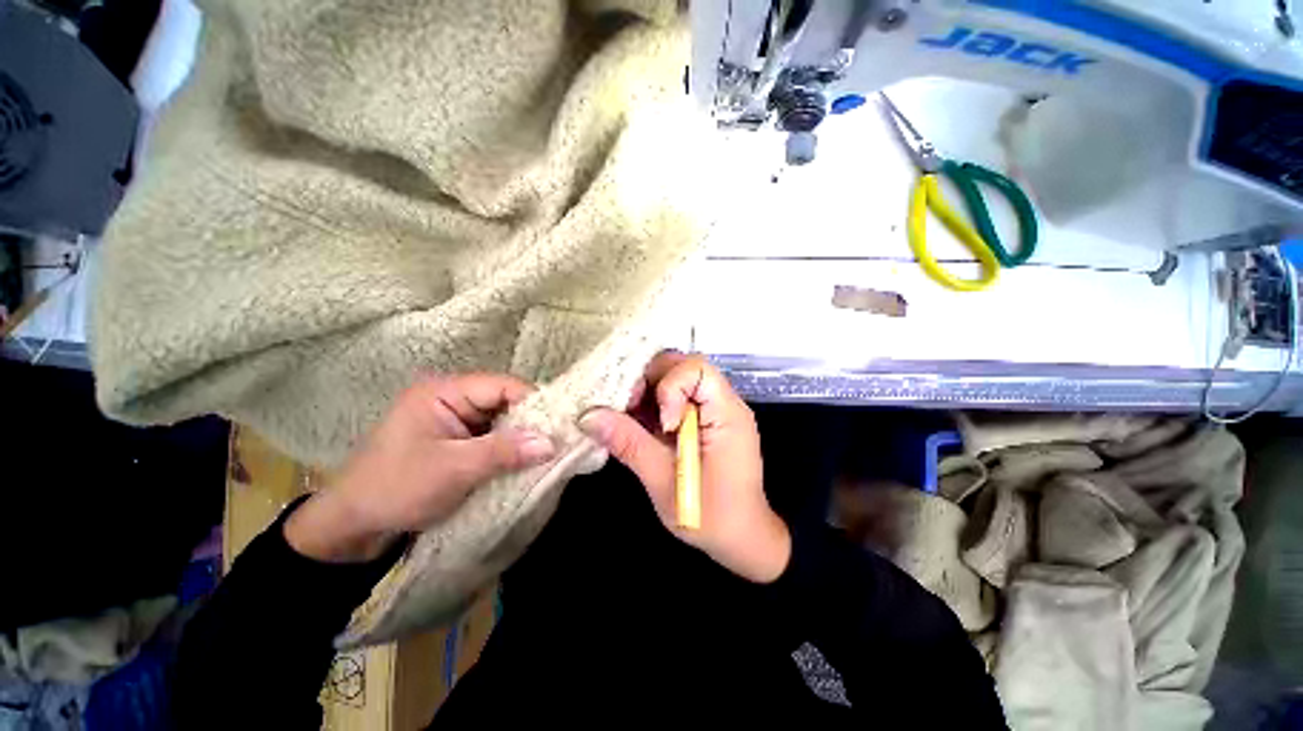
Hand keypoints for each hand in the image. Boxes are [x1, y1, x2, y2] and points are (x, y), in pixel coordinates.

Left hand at [286, 374, 555, 562]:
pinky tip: (528, 459)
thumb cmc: (396, 488)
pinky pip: (494, 436)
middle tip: (560, 440)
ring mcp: (457, 420)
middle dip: (531, 421)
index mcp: (443, 392)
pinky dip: (511, 448)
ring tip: (549, 450)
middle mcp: (453, 399)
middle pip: (505, 401)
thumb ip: (503, 452)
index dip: (534, 401)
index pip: (502, 386)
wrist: (354, 525)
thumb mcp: (452, 469)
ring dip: (523, 436)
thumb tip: (552, 443)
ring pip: (503, 420)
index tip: (562, 422)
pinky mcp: (459, 440)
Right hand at [578, 351, 790, 582]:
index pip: (697, 368)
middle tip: (629, 409)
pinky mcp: (703, 421)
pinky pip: (675, 399)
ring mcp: (714, 411)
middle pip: (683, 367)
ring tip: (630, 419)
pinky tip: (639, 427)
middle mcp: (723, 403)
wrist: (741, 539)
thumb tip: (588, 415)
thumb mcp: (664, 481)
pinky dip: (652, 407)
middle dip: (649, 381)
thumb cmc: (711, 516)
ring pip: (675, 379)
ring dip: (647, 393)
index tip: (661, 422)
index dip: (669, 385)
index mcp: (726, 413)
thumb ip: (629, 443)